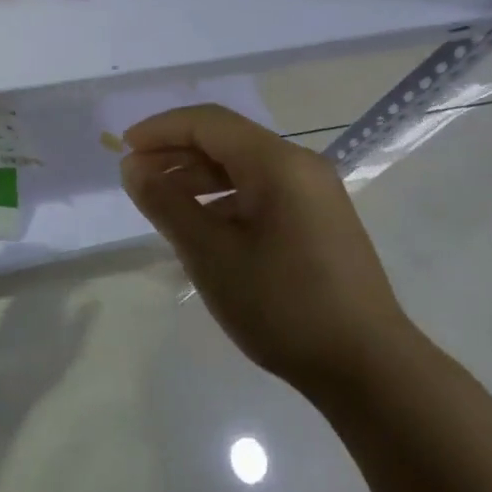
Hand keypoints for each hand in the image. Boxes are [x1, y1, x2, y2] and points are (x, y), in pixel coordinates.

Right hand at [119, 104, 416, 398]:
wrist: (368, 368)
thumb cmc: (282, 305)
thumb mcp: (210, 254)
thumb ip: (166, 203)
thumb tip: (133, 167)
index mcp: (277, 163)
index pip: (207, 123)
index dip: (160, 130)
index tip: (123, 150)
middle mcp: (300, 166)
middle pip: (226, 140)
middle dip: (176, 153)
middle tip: (135, 179)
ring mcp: (314, 194)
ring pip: (243, 167)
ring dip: (198, 178)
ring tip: (162, 204)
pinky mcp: (319, 221)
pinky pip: (262, 192)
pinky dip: (224, 199)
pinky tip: (203, 228)